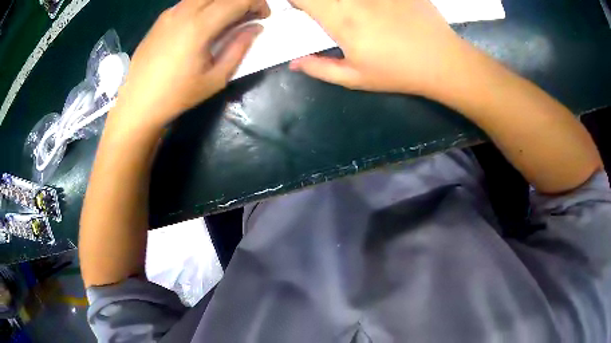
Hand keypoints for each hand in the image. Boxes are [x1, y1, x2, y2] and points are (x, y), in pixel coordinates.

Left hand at [112, 0, 269, 130]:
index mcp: (199, 25)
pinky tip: (202, 23)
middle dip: (241, 0)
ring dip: (221, 2)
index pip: (238, 0)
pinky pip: (188, 2)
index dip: (257, 3)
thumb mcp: (215, 78)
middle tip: (248, 15)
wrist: (137, 104)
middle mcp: (184, 11)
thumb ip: (239, 48)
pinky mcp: (160, 19)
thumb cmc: (177, 96)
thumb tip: (255, 28)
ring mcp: (170, 13)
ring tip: (227, 19)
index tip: (263, 17)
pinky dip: (204, 5)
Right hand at [289, 0, 466, 94]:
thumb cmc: (398, 72)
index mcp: (341, 20)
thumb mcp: (355, 79)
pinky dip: (369, 1)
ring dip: (343, 0)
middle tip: (328, 11)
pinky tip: (377, 9)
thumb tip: (293, 62)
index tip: (303, 8)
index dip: (297, 0)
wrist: (442, 61)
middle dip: (318, 1)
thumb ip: (320, 68)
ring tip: (356, 13)